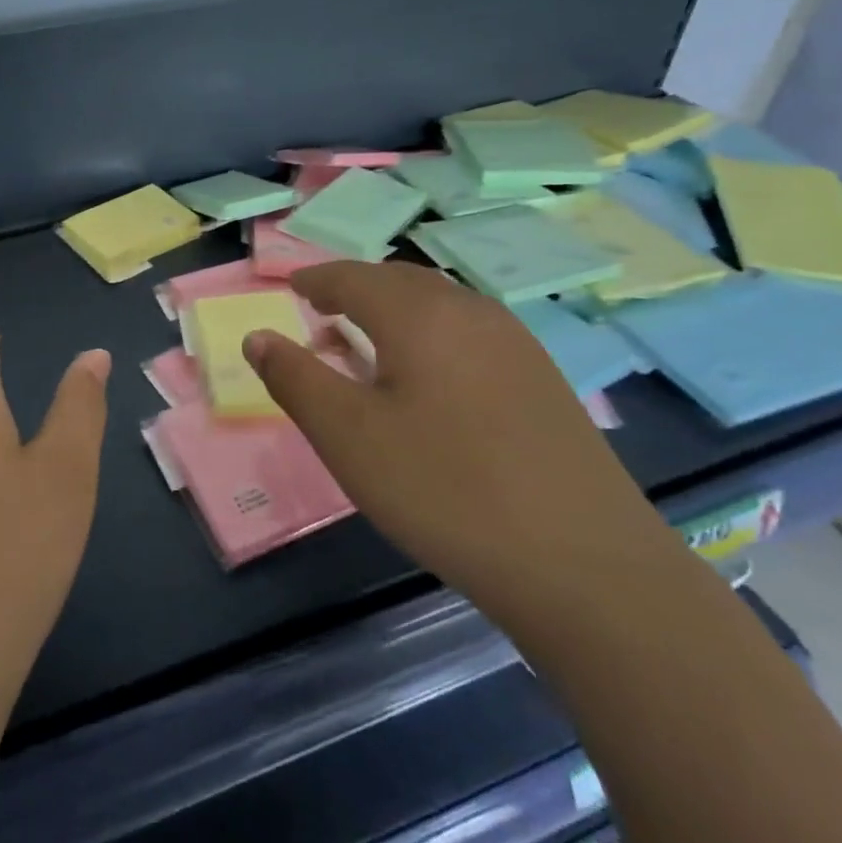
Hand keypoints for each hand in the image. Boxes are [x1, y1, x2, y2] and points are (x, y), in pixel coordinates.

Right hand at [243, 262, 664, 610]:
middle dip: (356, 289)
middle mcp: (470, 311)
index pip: (353, 277)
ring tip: (369, 340)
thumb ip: (295, 378)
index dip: (316, 279)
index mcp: (419, 314)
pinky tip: (431, 376)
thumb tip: (257, 337)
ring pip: (439, 304)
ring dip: (396, 310)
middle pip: (399, 280)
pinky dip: (432, 334)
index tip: (292, 288)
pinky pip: (470, 332)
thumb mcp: (348, 436)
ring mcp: (515, 342)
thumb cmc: (444, 490)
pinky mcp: (542, 378)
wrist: (584, 565)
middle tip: (323, 310)